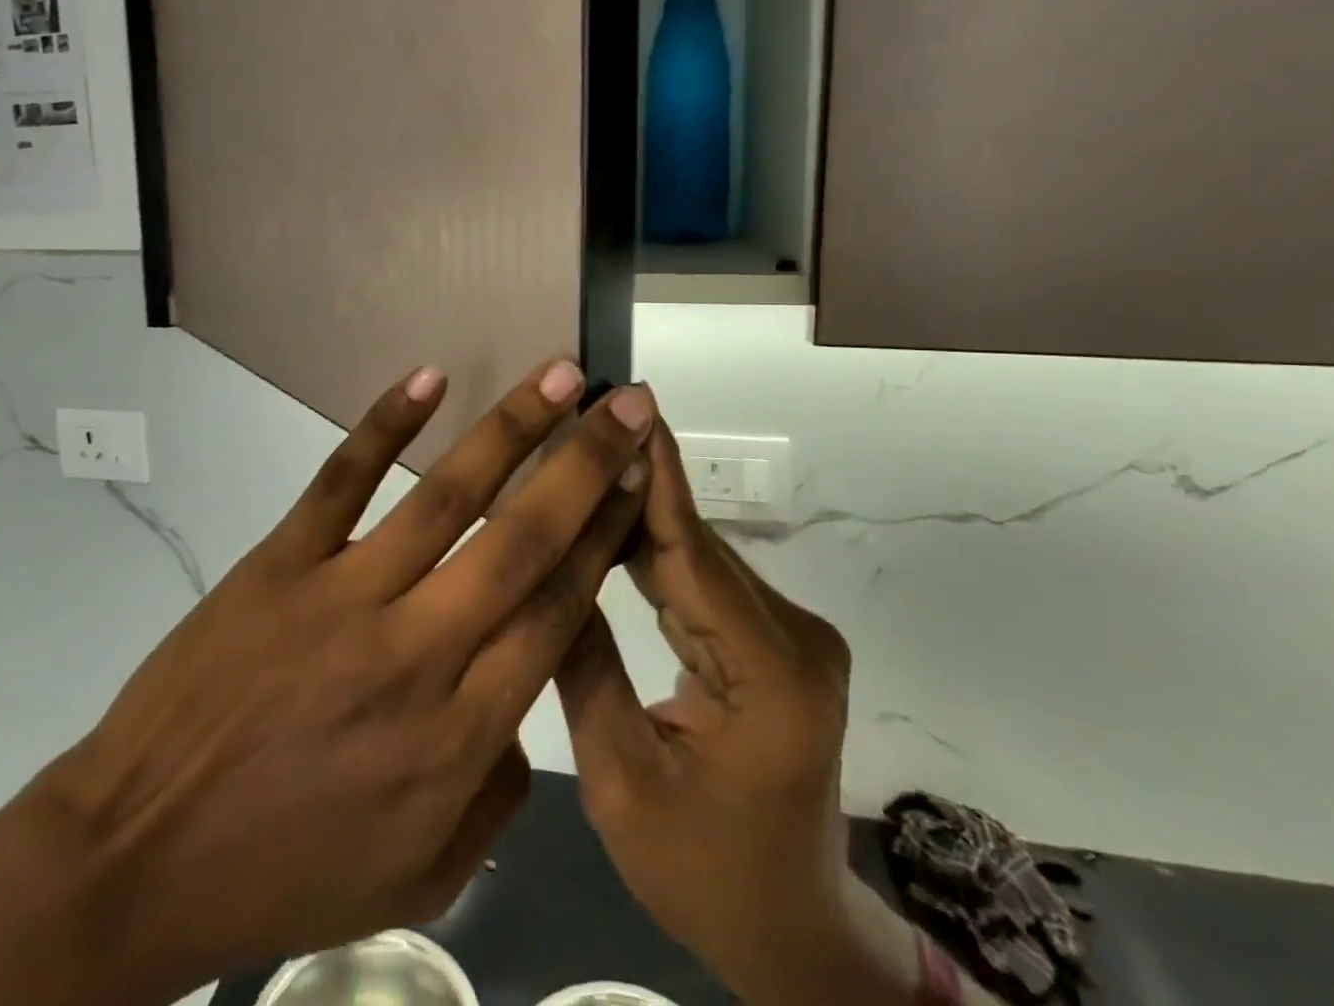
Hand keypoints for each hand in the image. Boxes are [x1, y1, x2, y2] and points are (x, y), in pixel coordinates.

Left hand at [44, 361, 655, 1002]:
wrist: (140, 858)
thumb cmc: (287, 871)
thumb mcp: (421, 873)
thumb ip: (498, 789)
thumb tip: (528, 689)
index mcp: (458, 735)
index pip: (555, 610)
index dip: (604, 534)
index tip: (638, 478)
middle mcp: (414, 654)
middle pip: (520, 541)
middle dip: (585, 464)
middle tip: (627, 403)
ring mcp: (341, 598)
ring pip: (443, 497)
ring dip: (510, 428)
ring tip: (558, 375)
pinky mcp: (279, 564)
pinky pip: (340, 481)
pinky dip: (384, 424)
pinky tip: (427, 379)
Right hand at [555, 421, 901, 1005]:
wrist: (790, 929)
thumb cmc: (704, 872)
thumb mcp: (621, 781)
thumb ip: (583, 665)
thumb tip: (538, 566)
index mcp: (770, 678)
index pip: (692, 554)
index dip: (652, 476)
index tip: (624, 405)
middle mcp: (795, 640)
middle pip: (695, 545)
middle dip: (633, 482)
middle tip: (575, 423)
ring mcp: (790, 637)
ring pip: (696, 556)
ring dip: (637, 511)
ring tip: (580, 456)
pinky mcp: (773, 641)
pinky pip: (701, 582)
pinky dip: (651, 552)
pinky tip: (605, 521)